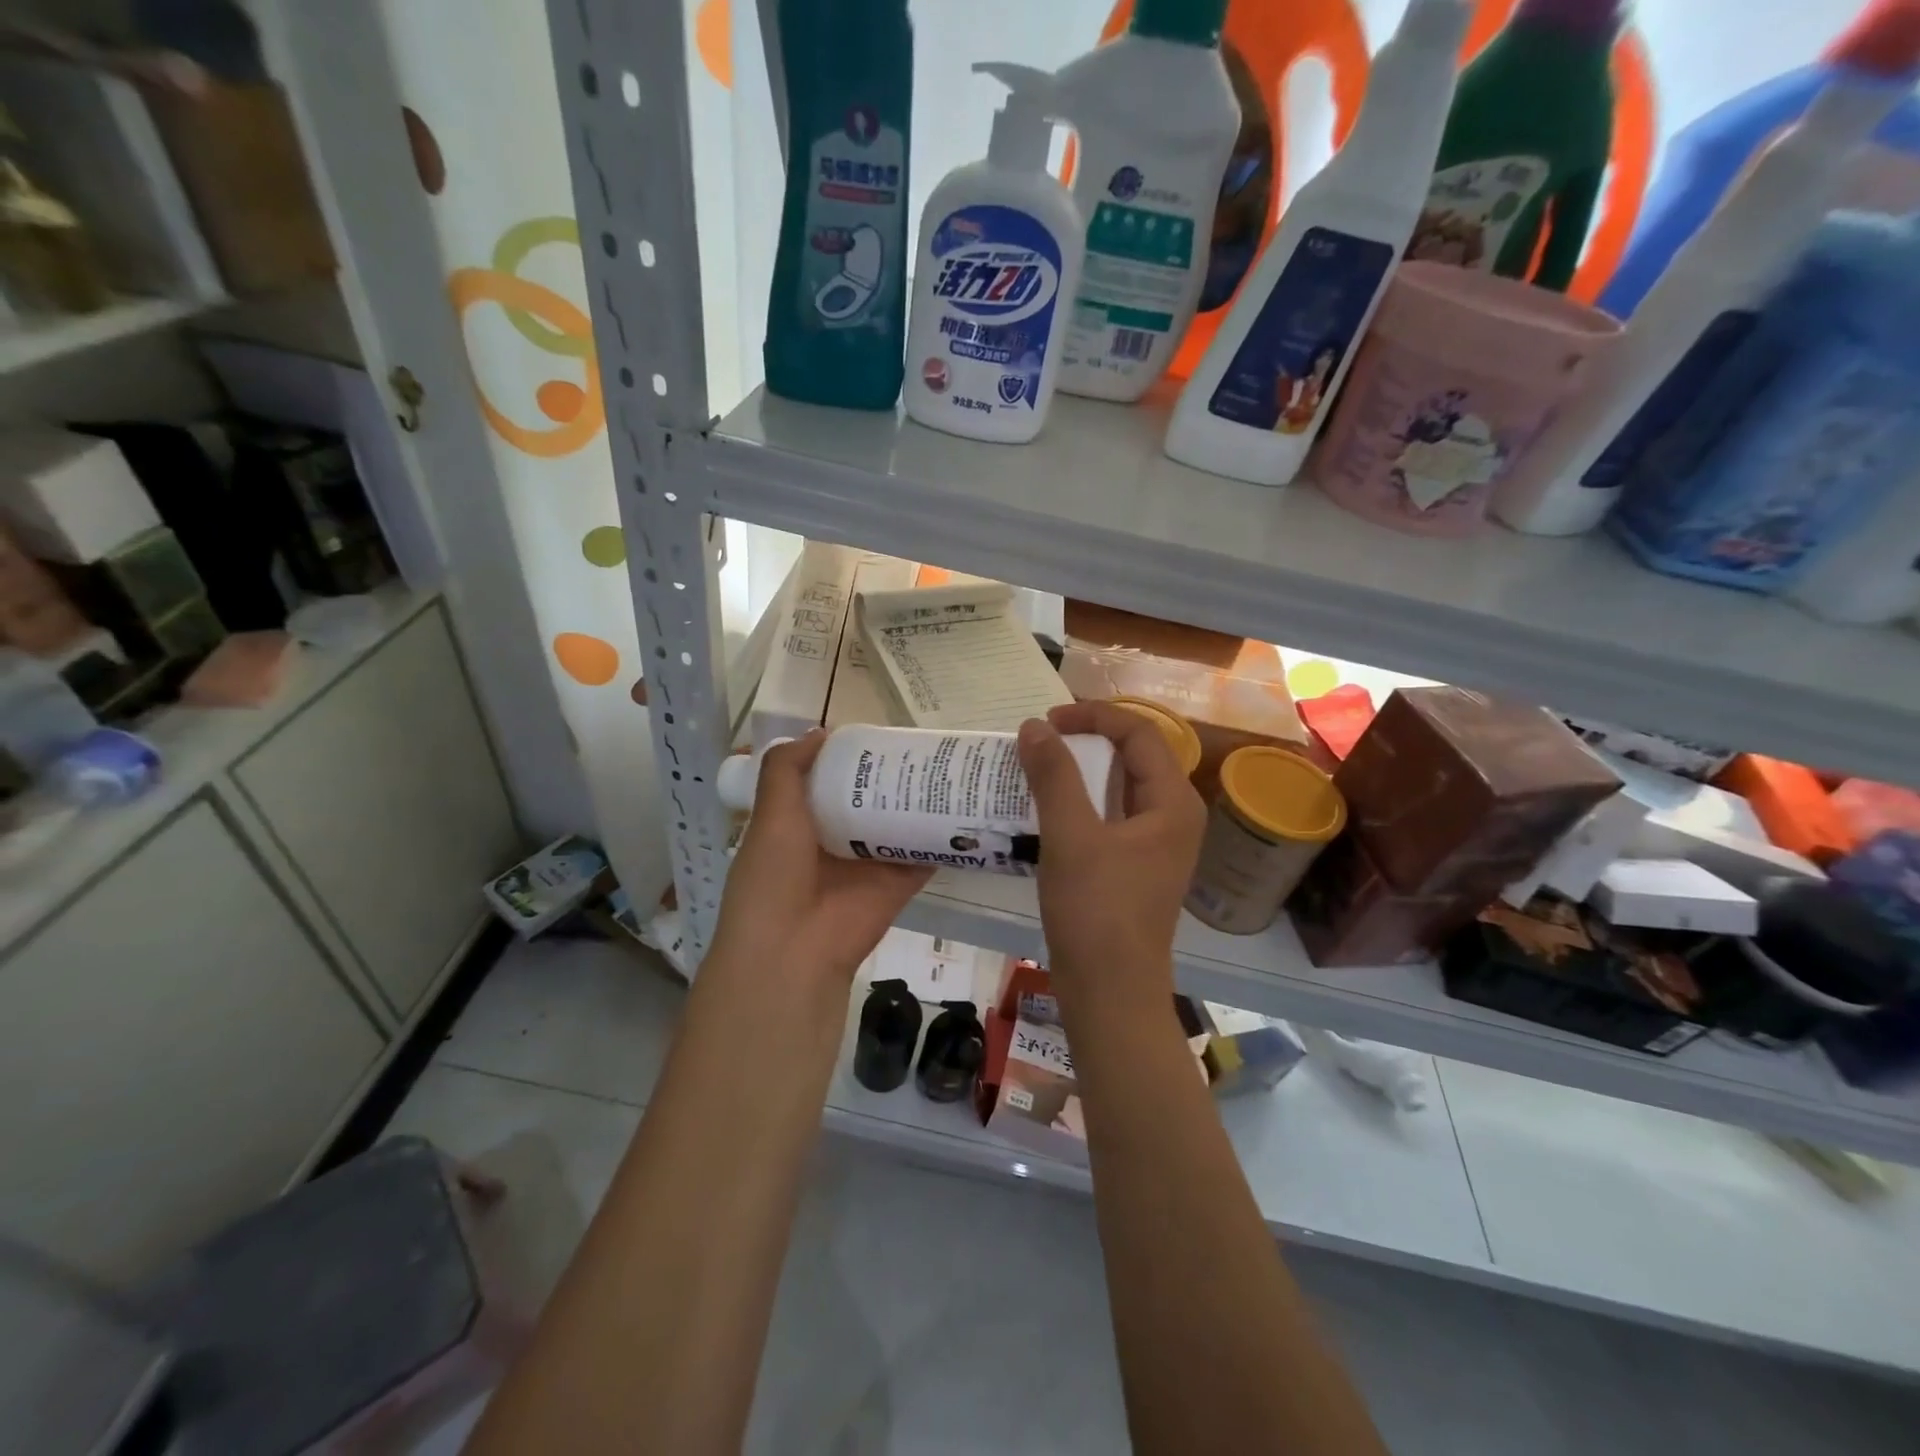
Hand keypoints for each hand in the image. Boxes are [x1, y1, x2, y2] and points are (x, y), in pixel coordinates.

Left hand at [708, 731, 931, 986]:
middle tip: (924, 741)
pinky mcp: (899, 882)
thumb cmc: (773, 876)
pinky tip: (966, 804)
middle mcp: (836, 840)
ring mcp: (870, 863)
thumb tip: (820, 731)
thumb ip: (787, 769)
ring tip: (951, 763)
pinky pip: (925, 854)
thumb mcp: (771, 813)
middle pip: (870, 799)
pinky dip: (943, 835)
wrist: (794, 950)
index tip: (876, 730)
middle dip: (891, 774)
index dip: (849, 757)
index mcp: (801, 823)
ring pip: (900, 823)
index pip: (829, 781)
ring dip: (920, 800)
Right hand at [1017, 702, 1206, 1020]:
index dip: (1093, 716)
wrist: (1110, 993)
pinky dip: (1081, 801)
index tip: (1048, 721)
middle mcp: (1173, 816)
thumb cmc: (1096, 911)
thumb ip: (1054, 775)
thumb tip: (1034, 726)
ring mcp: (1156, 844)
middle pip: (1134, 756)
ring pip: (1121, 787)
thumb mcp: (1071, 836)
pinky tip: (1047, 807)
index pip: (1139, 733)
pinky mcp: (1136, 866)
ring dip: (1082, 770)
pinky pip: (1111, 816)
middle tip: (1042, 738)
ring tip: (1038, 765)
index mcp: (1172, 802)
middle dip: (1088, 739)